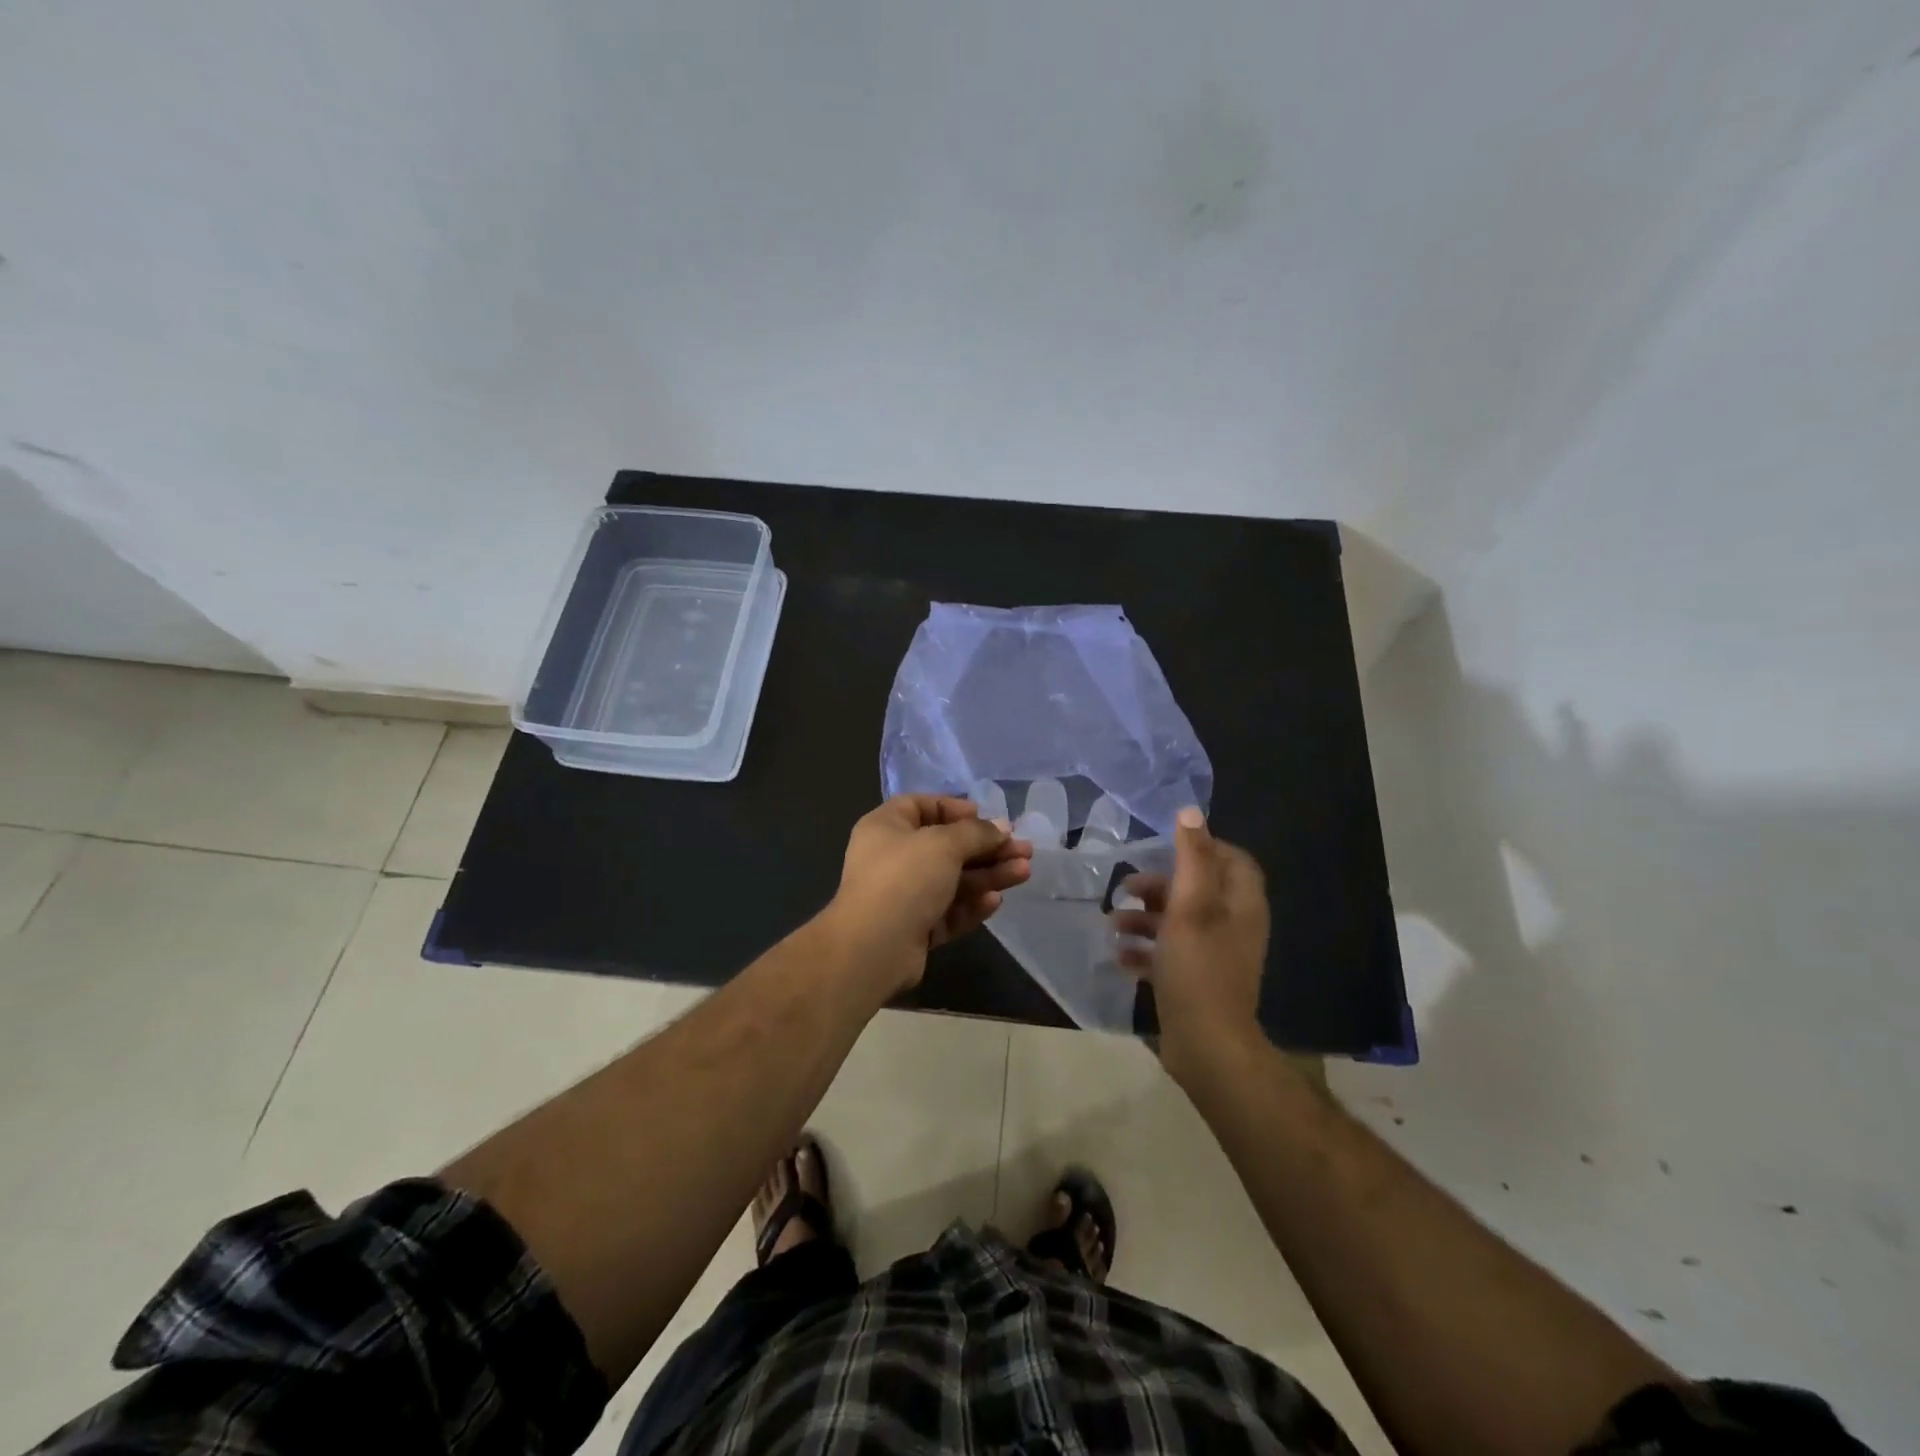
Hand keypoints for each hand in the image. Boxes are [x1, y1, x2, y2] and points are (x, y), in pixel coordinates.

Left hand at [825, 795, 1032, 996]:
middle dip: (987, 847)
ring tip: (1024, 872)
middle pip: (946, 846)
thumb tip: (1002, 828)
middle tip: (1023, 850)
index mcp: (887, 827)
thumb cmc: (904, 879)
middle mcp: (892, 858)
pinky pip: (947, 911)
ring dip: (988, 875)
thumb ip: (977, 833)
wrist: (873, 948)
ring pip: (952, 880)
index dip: (955, 809)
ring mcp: (903, 896)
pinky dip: (971, 905)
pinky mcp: (914, 929)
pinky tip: (995, 901)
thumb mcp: (944, 844)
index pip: (922, 806)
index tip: (985, 817)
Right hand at [1111, 807, 1269, 1081]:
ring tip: (1112, 923)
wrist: (1207, 1046)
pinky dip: (1145, 950)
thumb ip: (1191, 857)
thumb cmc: (1198, 967)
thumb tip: (1190, 811)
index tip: (1163, 847)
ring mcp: (1215, 956)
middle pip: (1198, 890)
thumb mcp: (1191, 906)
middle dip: (1159, 886)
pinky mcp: (1197, 981)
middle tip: (1125, 886)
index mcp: (1240, 904)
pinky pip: (1169, 955)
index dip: (1201, 847)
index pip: (1231, 860)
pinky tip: (1118, 955)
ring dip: (1144, 918)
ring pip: (1179, 923)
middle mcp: (1232, 926)